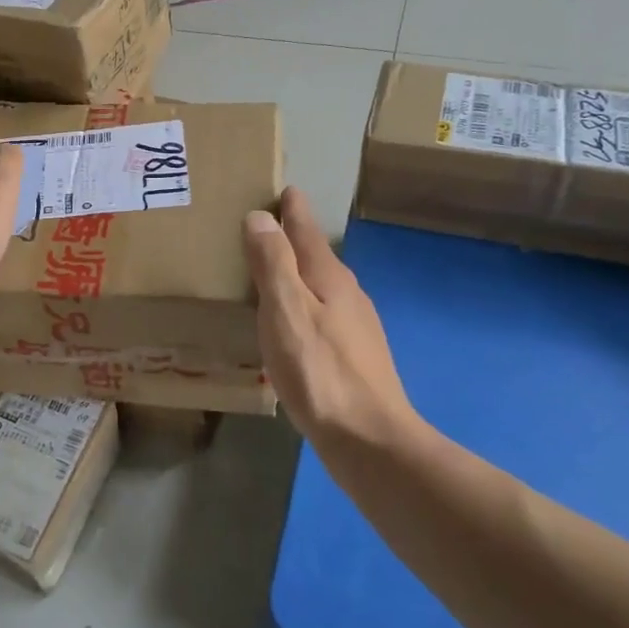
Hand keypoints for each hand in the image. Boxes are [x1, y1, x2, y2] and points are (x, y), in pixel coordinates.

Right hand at [244, 187, 424, 449]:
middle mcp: (347, 294)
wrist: (368, 439)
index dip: (292, 209)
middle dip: (292, 237)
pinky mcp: (352, 354)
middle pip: (316, 255)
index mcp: (329, 277)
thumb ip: (272, 263)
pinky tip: (289, 322)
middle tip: (262, 225)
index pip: (307, 230)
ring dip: (296, 272)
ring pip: (320, 286)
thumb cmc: (319, 370)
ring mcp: (354, 326)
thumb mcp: (286, 311)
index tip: (282, 188)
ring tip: (268, 271)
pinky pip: (321, 313)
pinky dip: (302, 304)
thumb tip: (260, 216)